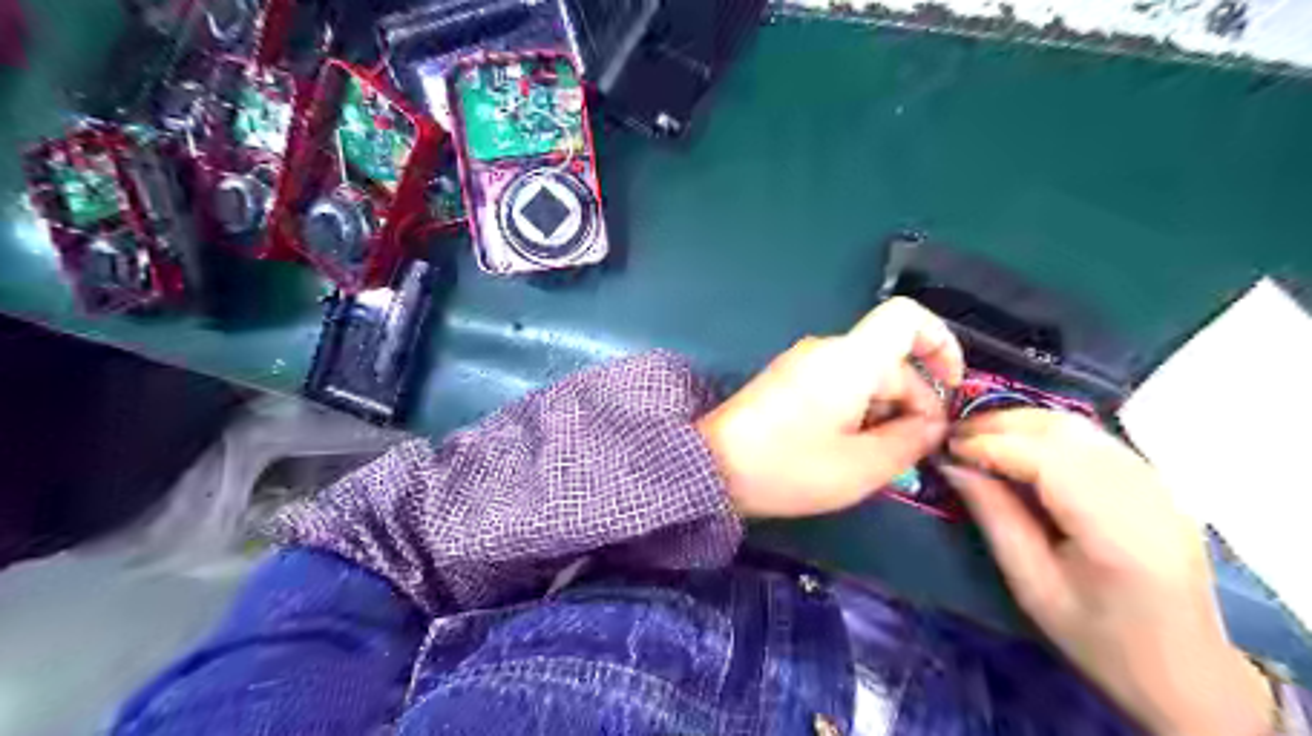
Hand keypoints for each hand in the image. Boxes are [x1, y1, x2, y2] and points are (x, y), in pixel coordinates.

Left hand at [697, 296, 960, 517]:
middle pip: (890, 361)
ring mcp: (803, 364)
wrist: (711, 468)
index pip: (907, 317)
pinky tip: (846, 451)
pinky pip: (838, 386)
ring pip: (866, 378)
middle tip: (909, 455)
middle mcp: (827, 350)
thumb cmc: (788, 467)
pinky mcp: (788, 381)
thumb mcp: (862, 466)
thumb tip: (931, 423)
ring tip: (873, 461)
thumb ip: (910, 441)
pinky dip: (856, 413)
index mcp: (850, 359)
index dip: (942, 344)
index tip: (951, 388)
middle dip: (912, 405)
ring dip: (883, 415)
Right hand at [944, 411, 1270, 733]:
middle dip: (1001, 423)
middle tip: (956, 434)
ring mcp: (1159, 484)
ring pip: (1079, 426)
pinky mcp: (1158, 482)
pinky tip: (1021, 446)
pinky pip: (1094, 439)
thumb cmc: (1099, 638)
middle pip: (1064, 430)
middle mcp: (1146, 495)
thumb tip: (953, 465)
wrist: (1187, 671)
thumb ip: (994, 516)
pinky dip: (1048, 432)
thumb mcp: (1031, 585)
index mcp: (1117, 532)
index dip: (990, 444)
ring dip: (1022, 423)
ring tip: (980, 436)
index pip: (1046, 459)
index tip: (947, 447)